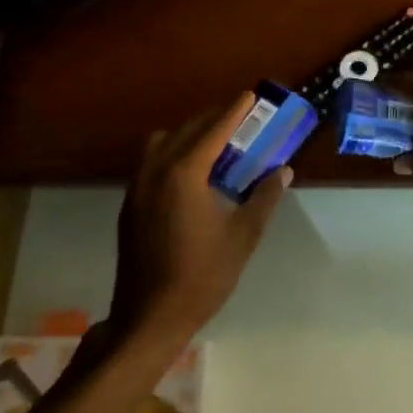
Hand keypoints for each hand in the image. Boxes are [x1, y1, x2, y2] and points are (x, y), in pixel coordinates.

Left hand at [110, 95, 292, 350]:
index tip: (249, 95)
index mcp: (183, 175)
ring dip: (187, 133)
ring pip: (161, 143)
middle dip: (212, 119)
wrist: (150, 316)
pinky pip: (150, 162)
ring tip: (214, 142)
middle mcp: (155, 172)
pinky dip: (172, 152)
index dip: (233, 112)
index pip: (213, 131)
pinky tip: (191, 172)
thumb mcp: (243, 237)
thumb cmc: (202, 276)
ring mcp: (137, 188)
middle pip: (185, 130)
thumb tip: (282, 171)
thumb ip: (263, 198)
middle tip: (239, 117)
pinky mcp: (129, 205)